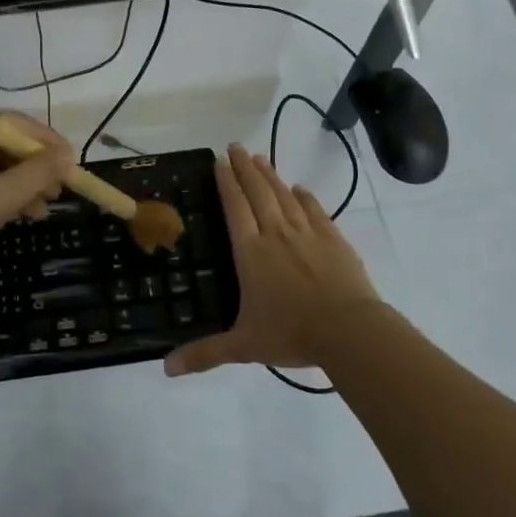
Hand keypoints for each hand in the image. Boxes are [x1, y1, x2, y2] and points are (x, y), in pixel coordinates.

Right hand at [165, 144, 382, 376]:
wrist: (349, 330)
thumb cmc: (291, 333)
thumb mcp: (243, 345)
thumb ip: (206, 354)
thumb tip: (166, 370)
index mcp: (251, 253)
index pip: (234, 208)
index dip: (226, 183)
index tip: (219, 161)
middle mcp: (276, 234)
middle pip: (258, 193)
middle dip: (245, 168)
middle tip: (236, 146)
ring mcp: (308, 234)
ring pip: (285, 196)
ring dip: (271, 176)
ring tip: (261, 158)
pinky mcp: (334, 240)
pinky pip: (316, 211)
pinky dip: (305, 197)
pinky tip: (300, 188)